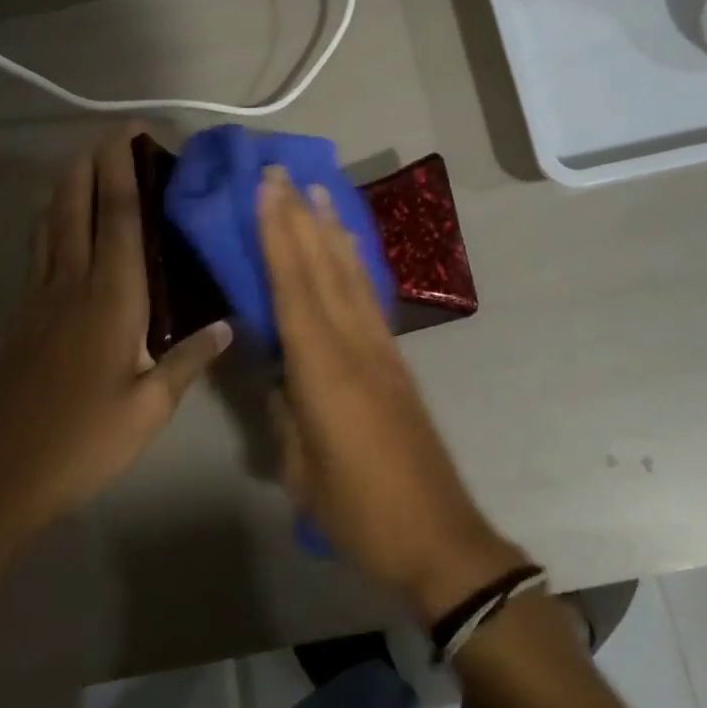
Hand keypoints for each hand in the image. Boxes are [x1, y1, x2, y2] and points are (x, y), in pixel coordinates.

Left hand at [0, 126, 230, 570]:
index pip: (120, 220)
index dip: (124, 172)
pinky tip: (54, 221)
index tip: (130, 134)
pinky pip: (38, 250)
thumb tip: (226, 325)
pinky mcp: (21, 317)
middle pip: (78, 208)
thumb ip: (188, 361)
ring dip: (67, 186)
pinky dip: (49, 220)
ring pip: (51, 225)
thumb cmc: (82, 443)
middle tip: (112, 134)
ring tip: (83, 161)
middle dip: (93, 165)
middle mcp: (72, 286)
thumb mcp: (149, 410)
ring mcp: (39, 299)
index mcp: (111, 300)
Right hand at [258, 166, 525, 621]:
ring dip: (331, 228)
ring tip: (318, 190)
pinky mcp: (396, 358)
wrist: (439, 535)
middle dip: (300, 216)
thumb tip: (277, 373)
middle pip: (323, 267)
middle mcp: (355, 345)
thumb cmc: (360, 512)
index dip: (279, 235)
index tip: (268, 190)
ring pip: (351, 274)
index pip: (294, 288)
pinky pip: (369, 295)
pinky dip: (354, 261)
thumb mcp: (301, 471)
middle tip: (283, 172)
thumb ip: (284, 412)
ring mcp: (381, 348)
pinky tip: (348, 246)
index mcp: (324, 371)